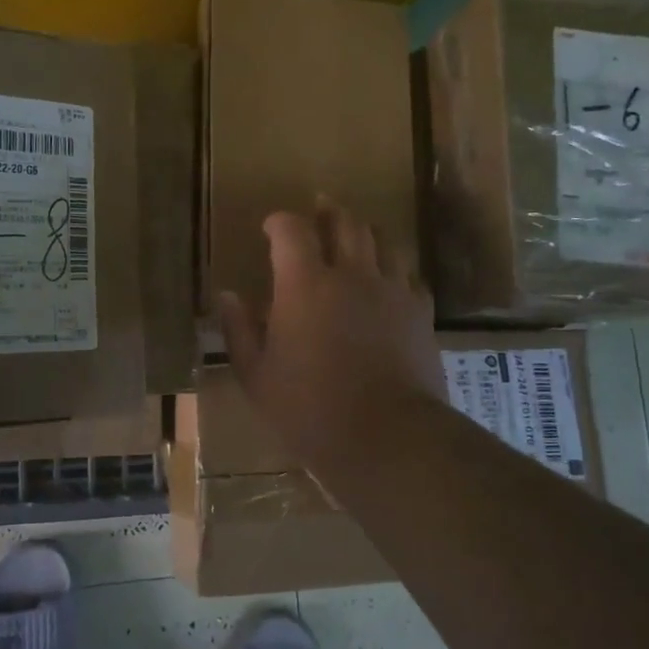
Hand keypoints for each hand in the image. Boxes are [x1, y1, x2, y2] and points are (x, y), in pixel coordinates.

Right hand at [218, 201, 442, 472]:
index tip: (271, 228)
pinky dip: (393, 270)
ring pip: (382, 241)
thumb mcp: (257, 376)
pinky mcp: (421, 313)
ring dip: (363, 233)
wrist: (387, 437)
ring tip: (354, 238)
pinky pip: (408, 276)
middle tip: (319, 210)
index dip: (280, 222)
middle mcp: (351, 275)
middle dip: (328, 212)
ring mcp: (392, 291)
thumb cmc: (309, 410)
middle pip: (345, 223)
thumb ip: (239, 330)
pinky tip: (387, 283)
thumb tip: (228, 295)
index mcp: (305, 285)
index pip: (292, 230)